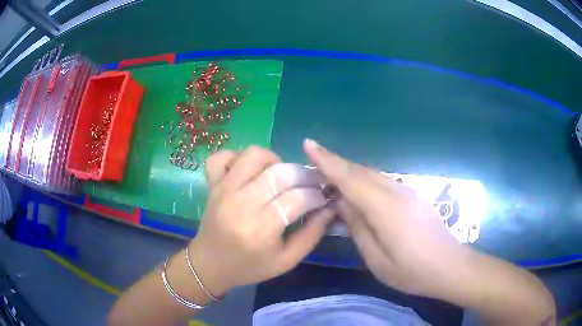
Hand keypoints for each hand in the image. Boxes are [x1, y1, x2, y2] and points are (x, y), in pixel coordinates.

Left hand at [189, 146, 333, 296]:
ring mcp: (223, 189)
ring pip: (254, 155)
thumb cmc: (250, 267)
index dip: (316, 194)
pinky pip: (222, 155)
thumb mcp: (286, 261)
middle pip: (280, 172)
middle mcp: (241, 203)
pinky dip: (237, 156)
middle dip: (303, 174)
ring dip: (274, 160)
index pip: (298, 197)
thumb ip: (312, 234)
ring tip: (279, 175)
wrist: (210, 264)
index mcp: (261, 229)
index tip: (322, 197)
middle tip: (308, 184)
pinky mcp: (212, 184)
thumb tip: (330, 207)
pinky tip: (248, 171)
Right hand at [304, 139, 465, 298]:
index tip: (308, 145)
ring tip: (328, 175)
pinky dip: (363, 179)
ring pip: (371, 174)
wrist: (450, 266)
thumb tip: (341, 203)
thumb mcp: (377, 259)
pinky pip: (381, 180)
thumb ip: (358, 228)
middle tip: (311, 163)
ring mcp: (407, 191)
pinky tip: (356, 189)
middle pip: (360, 171)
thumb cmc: (412, 271)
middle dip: (334, 163)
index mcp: (386, 209)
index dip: (327, 161)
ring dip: (348, 170)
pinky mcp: (412, 195)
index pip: (351, 178)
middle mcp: (396, 192)